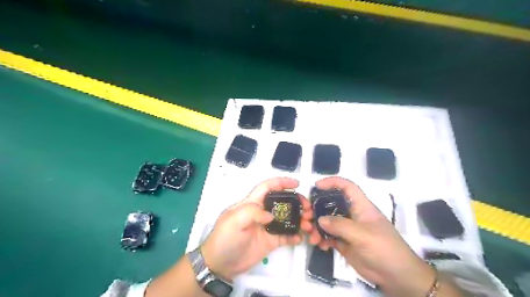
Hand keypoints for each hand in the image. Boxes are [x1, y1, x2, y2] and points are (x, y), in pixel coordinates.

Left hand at [200, 178, 315, 281]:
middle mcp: (262, 213)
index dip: (281, 183)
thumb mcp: (234, 221)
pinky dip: (295, 235)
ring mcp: (267, 227)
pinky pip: (286, 236)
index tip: (296, 184)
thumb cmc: (224, 238)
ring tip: (308, 224)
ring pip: (287, 218)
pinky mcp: (271, 241)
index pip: (267, 187)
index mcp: (252, 203)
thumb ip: (252, 213)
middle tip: (307, 209)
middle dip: (296, 202)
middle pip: (282, 202)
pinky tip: (301, 237)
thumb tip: (271, 216)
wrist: (220, 264)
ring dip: (299, 219)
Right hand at [313, 177, 434, 294]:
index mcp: (361, 207)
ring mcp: (348, 230)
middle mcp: (353, 215)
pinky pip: (329, 237)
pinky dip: (322, 239)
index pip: (347, 187)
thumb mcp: (363, 235)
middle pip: (332, 204)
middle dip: (318, 209)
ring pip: (328, 222)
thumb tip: (320, 220)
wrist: (397, 277)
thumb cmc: (385, 249)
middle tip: (307, 217)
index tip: (317, 186)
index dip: (333, 182)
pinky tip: (320, 245)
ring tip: (312, 237)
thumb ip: (340, 226)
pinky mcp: (345, 243)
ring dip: (317, 228)